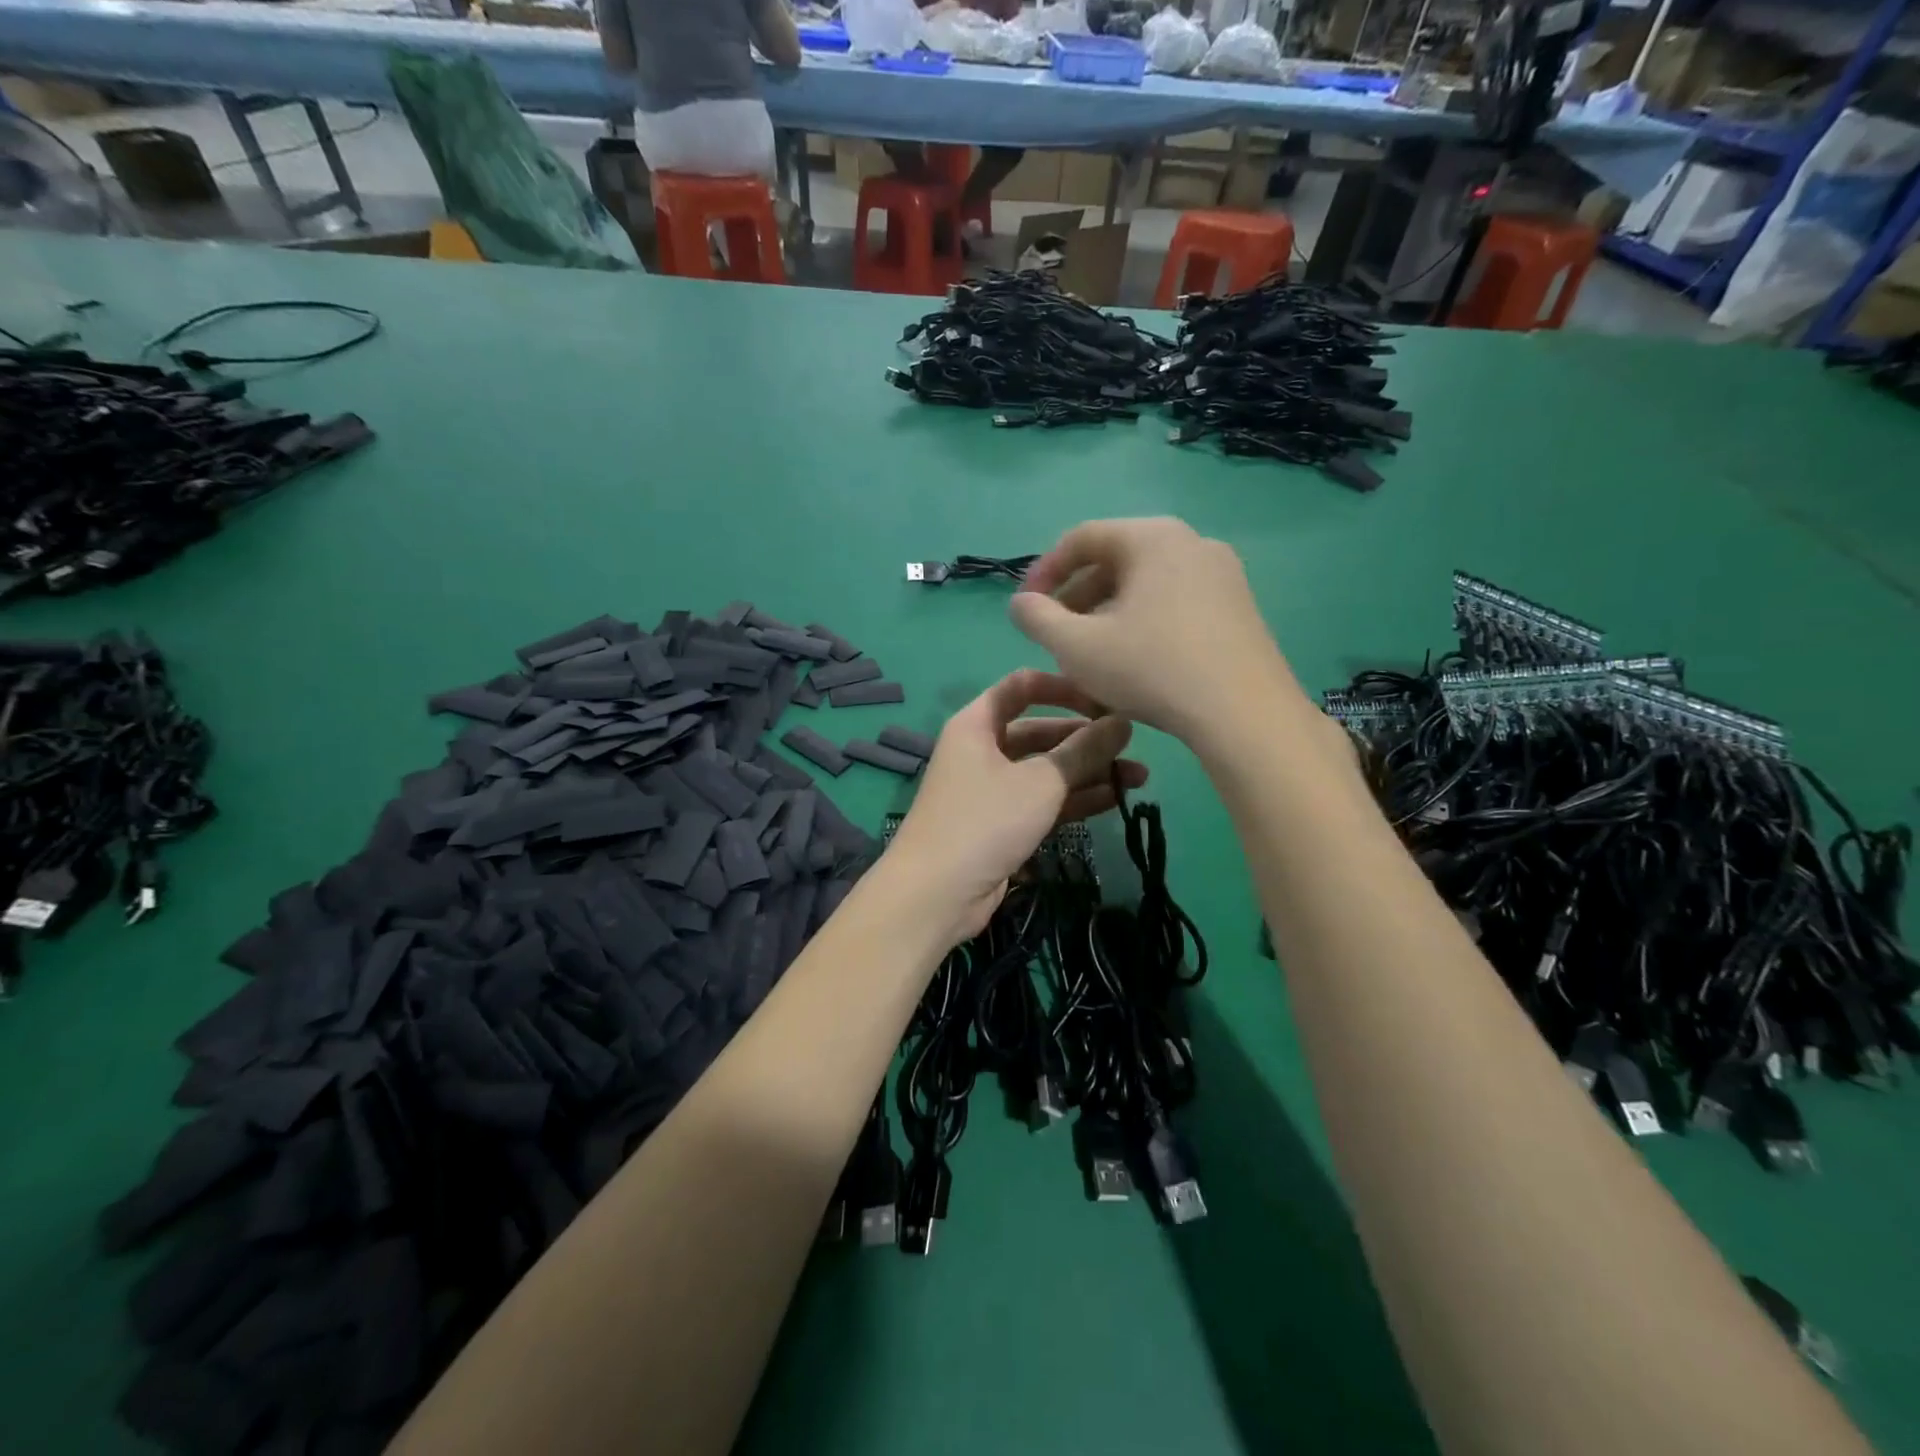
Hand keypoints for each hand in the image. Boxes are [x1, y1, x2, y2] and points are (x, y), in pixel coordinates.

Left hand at [885, 669, 1145, 941]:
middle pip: (1040, 731)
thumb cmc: (985, 820)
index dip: (1064, 687)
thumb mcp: (1041, 781)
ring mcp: (992, 789)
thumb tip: (1122, 723)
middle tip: (1134, 747)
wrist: (936, 893)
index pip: (1023, 686)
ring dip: (1088, 772)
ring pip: (1046, 770)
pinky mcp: (1003, 824)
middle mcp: (983, 750)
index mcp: (978, 723)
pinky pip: (1044, 801)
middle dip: (1086, 738)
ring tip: (1140, 778)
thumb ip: (1084, 750)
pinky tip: (1116, 800)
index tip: (1106, 699)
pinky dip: (1075, 799)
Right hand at [1008, 517, 1310, 750]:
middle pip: (1117, 560)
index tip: (1026, 608)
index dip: (1044, 571)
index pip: (1082, 538)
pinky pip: (1176, 603)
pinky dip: (1144, 622)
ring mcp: (1223, 575)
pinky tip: (1134, 663)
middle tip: (1056, 635)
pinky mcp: (1240, 608)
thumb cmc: (1151, 669)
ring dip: (1108, 613)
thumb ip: (1037, 618)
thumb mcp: (1076, 647)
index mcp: (1152, 538)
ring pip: (1147, 585)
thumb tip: (1021, 603)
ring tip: (1090, 654)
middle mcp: (1192, 542)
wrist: (1245, 714)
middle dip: (1077, 597)